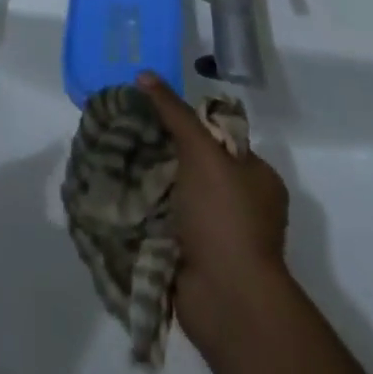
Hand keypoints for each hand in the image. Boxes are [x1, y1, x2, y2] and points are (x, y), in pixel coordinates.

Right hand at [139, 74, 289, 354]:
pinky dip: (146, 211)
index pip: (219, 135)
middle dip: (162, 150)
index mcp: (258, 177)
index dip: (187, 120)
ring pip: (178, 193)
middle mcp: (243, 204)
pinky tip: (119, 191)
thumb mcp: (201, 150)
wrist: (227, 300)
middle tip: (127, 130)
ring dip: (150, 181)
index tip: (151, 108)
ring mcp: (219, 233)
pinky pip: (166, 222)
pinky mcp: (196, 257)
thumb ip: (173, 111)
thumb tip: (144, 73)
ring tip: (114, 155)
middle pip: (195, 163)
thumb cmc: (225, 216)